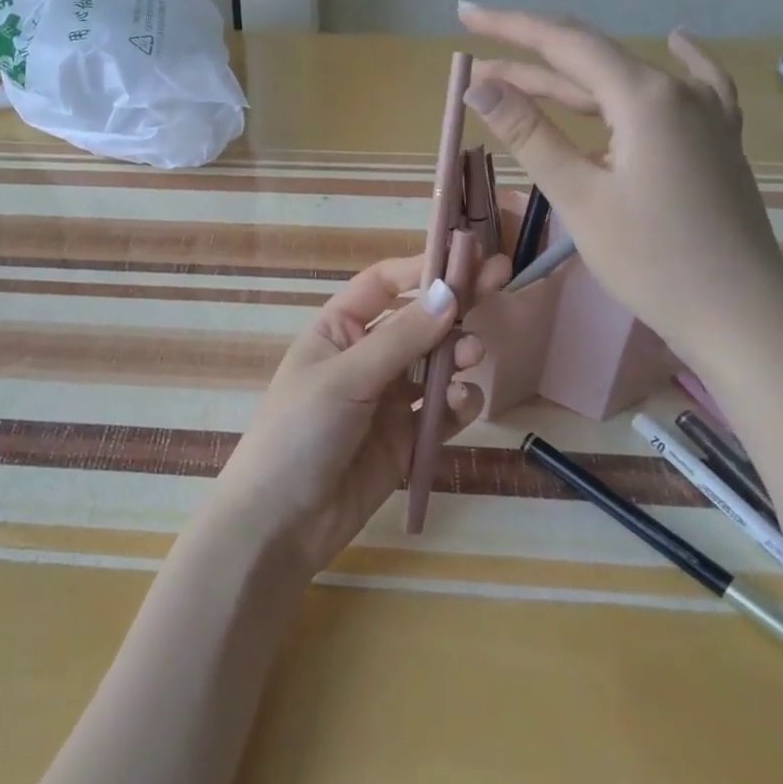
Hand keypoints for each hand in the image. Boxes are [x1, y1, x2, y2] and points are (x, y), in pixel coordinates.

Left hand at [212, 253, 508, 573]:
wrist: (281, 524)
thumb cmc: (300, 433)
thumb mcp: (346, 378)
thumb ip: (401, 339)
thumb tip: (449, 292)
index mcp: (338, 330)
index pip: (384, 285)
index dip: (422, 268)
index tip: (466, 258)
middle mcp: (365, 357)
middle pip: (418, 320)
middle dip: (455, 305)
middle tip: (501, 283)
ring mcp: (387, 398)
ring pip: (435, 364)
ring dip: (458, 354)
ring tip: (474, 355)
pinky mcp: (406, 438)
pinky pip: (440, 410)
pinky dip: (457, 404)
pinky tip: (462, 404)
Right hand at [458, 4, 782, 370]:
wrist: (740, 315)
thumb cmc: (651, 259)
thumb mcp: (579, 195)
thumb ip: (530, 133)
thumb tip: (480, 85)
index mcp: (644, 97)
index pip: (564, 44)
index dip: (510, 26)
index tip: (466, 13)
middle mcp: (677, 91)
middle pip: (591, 58)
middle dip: (529, 56)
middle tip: (476, 58)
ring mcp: (705, 116)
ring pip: (624, 81)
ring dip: (569, 79)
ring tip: (517, 76)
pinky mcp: (716, 142)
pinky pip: (693, 88)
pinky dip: (674, 63)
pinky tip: (678, 39)